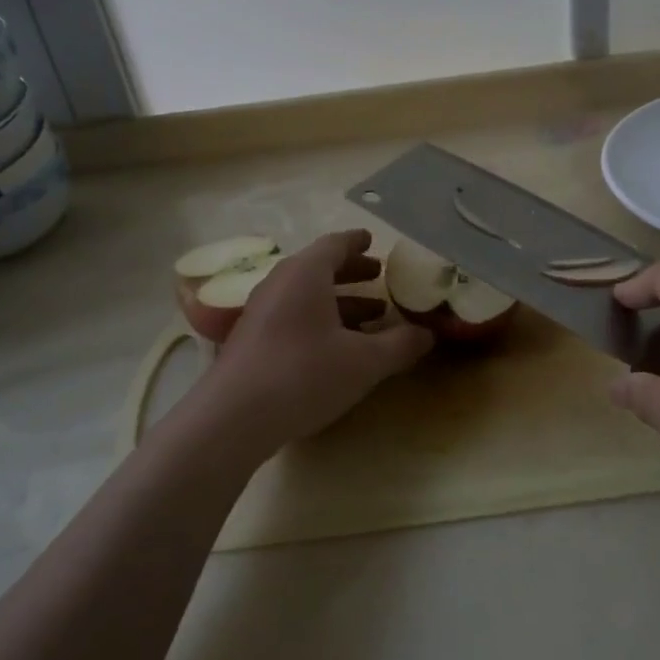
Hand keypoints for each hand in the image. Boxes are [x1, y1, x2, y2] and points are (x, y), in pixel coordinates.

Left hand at [190, 230, 432, 459]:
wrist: (232, 419)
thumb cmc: (303, 375)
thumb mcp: (364, 362)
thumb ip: (399, 345)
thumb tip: (427, 334)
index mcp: (305, 274)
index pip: (334, 244)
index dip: (356, 242)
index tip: (372, 241)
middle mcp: (279, 284)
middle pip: (318, 267)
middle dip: (351, 271)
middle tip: (378, 276)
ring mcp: (260, 312)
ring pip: (305, 294)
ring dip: (338, 300)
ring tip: (370, 315)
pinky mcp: (250, 340)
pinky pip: (292, 315)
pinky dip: (318, 319)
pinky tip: (336, 346)